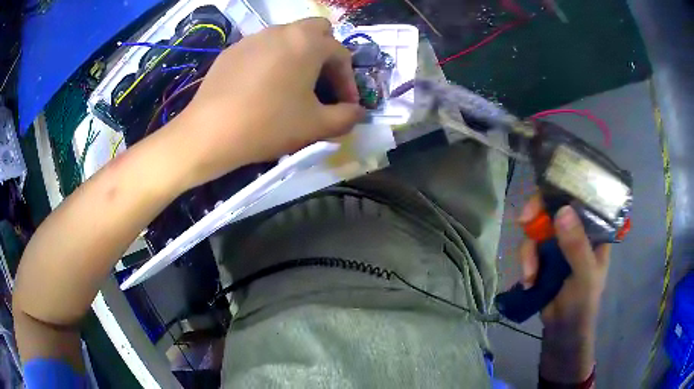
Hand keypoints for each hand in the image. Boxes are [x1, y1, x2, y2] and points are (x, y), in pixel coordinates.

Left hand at [169, 17, 364, 188]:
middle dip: (326, 55)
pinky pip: (262, 48)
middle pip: (316, 31)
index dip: (348, 81)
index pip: (341, 54)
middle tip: (321, 83)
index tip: (346, 106)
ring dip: (298, 56)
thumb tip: (358, 113)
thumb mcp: (316, 126)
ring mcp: (253, 38)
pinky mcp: (232, 51)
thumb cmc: (268, 124)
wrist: (209, 133)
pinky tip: (262, 87)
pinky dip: (272, 61)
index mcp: (307, 42)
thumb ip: (346, 117)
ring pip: (287, 37)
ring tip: (292, 85)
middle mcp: (282, 31)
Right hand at [517, 196, 610, 331]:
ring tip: (529, 275)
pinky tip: (529, 281)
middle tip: (524, 221)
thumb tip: (562, 211)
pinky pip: (530, 248)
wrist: (562, 329)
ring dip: (529, 251)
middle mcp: (577, 231)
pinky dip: (526, 263)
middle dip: (537, 215)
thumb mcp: (585, 274)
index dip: (563, 190)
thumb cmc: (583, 302)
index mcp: (594, 230)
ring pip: (538, 230)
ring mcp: (559, 244)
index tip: (546, 195)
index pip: (581, 198)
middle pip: (554, 208)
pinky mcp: (544, 257)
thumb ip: (577, 246)